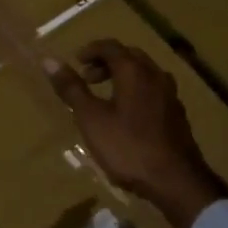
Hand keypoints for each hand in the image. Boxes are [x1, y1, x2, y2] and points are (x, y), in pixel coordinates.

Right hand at [43, 39, 227, 227]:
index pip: (111, 46)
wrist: (175, 180)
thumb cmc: (127, 147)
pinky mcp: (178, 114)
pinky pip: (154, 90)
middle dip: (107, 62)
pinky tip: (128, 115)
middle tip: (88, 78)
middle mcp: (156, 75)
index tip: (76, 61)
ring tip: (105, 96)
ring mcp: (171, 95)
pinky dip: (137, 91)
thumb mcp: (91, 119)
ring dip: (123, 76)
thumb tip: (49, 60)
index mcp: (135, 71)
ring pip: (144, 73)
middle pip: (130, 56)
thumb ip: (72, 89)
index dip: (91, 50)